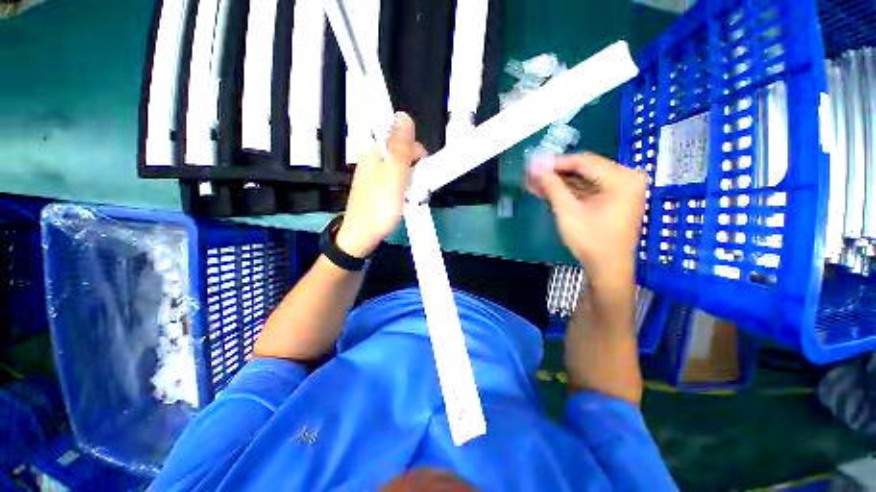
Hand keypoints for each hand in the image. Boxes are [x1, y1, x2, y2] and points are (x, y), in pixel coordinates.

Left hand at [336, 112, 426, 257]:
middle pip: (403, 154)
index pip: (402, 137)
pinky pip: (397, 183)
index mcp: (375, 151)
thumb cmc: (379, 207)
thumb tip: (404, 115)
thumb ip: (400, 147)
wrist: (363, 236)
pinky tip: (406, 201)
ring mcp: (375, 176)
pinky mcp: (379, 189)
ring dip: (412, 182)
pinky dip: (405, 190)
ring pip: (402, 170)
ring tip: (411, 198)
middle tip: (416, 188)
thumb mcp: (394, 174)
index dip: (417, 153)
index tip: (422, 172)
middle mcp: (374, 160)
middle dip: (416, 170)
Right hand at [526, 153, 645, 288]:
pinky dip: (568, 191)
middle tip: (531, 174)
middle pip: (584, 169)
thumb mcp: (568, 212)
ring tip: (533, 183)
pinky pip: (587, 189)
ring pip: (583, 180)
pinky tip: (547, 190)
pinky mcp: (612, 200)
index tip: (533, 164)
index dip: (555, 162)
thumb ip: (552, 186)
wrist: (607, 268)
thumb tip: (534, 167)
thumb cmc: (591, 240)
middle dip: (555, 173)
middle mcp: (626, 178)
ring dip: (558, 182)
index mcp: (622, 178)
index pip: (584, 161)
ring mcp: (620, 190)